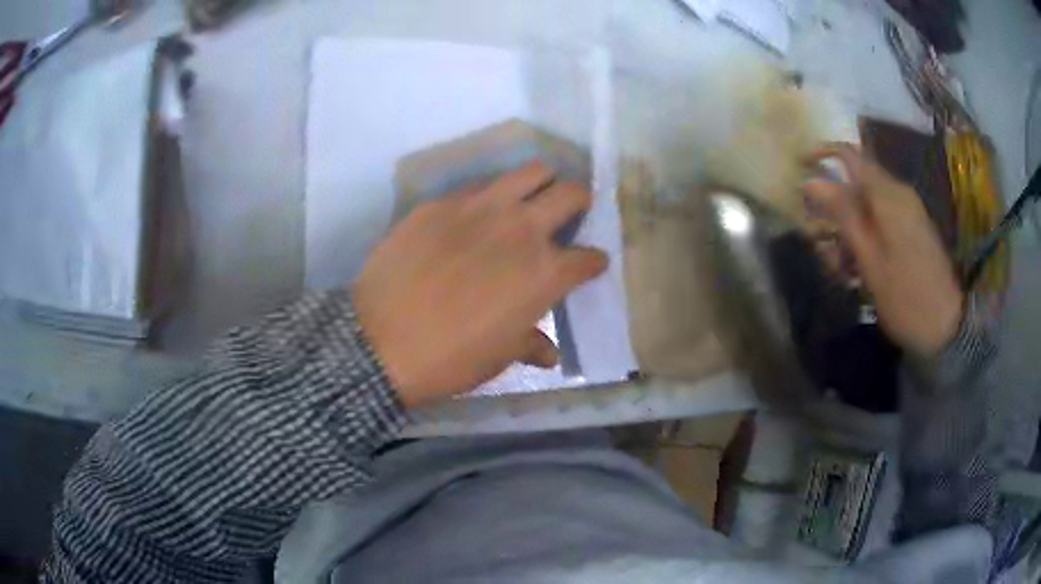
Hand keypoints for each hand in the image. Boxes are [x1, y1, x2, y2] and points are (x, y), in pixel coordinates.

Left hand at [352, 163, 606, 406]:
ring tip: (533, 195)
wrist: (380, 342)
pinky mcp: (442, 202)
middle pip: (571, 193)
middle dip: (579, 201)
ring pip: (530, 172)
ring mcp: (481, 208)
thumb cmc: (449, 359)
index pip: (588, 257)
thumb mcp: (499, 358)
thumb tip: (550, 353)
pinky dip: (492, 194)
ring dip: (541, 181)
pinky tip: (479, 212)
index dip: (594, 261)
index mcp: (544, 274)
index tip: (590, 264)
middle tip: (570, 211)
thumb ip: (531, 345)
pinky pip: (479, 185)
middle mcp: (522, 230)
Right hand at [805, 143, 964, 357]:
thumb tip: (811, 181)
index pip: (849, 155)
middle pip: (856, 181)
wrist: (947, 326)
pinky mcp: (913, 227)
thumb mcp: (870, 260)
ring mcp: (908, 210)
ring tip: (839, 267)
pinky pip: (881, 218)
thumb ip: (843, 216)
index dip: (821, 155)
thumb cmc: (906, 298)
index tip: (800, 170)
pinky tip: (858, 267)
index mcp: (888, 195)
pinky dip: (864, 235)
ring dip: (847, 227)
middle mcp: (899, 193)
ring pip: (867, 203)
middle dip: (833, 206)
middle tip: (819, 241)